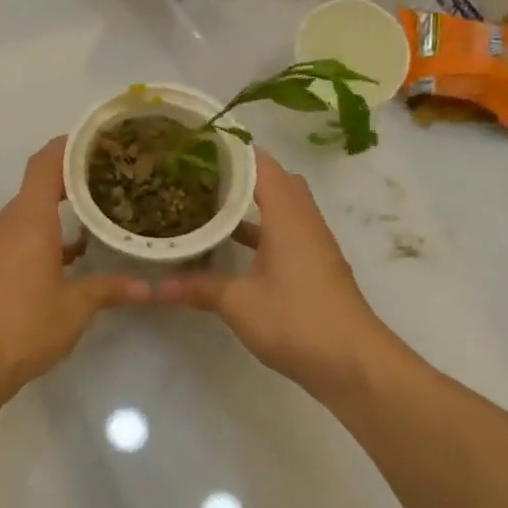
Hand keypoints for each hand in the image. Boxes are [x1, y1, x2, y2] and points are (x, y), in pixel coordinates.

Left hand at [0, 139, 149, 400]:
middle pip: (36, 190)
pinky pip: (13, 245)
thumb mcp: (74, 309)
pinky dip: (39, 244)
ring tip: (95, 225)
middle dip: (73, 186)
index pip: (47, 163)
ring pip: (25, 221)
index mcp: (28, 220)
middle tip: (112, 187)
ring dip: (56, 220)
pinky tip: (63, 266)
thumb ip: (108, 289)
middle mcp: (3, 226)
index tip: (100, 142)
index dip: (71, 146)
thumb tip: (145, 286)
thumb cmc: (21, 328)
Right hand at [157, 151, 396, 401]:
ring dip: (251, 204)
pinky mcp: (314, 269)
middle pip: (276, 181)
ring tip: (209, 204)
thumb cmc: (296, 320)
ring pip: (282, 209)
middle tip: (200, 175)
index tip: (198, 145)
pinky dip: (261, 232)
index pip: (262, 164)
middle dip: (241, 174)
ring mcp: (313, 246)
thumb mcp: (238, 302)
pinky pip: (285, 234)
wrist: (352, 362)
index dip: (232, 150)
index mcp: (288, 216)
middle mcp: (304, 222)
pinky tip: (232, 249)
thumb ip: (198, 287)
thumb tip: (155, 286)